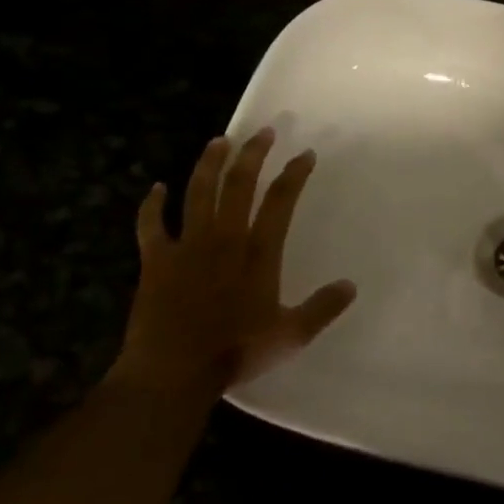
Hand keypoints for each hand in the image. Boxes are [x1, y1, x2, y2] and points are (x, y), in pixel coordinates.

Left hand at [109, 129, 355, 405]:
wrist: (172, 372)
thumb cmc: (235, 351)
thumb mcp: (290, 335)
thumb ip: (322, 308)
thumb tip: (351, 286)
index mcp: (258, 252)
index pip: (281, 201)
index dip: (294, 174)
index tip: (305, 154)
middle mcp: (224, 238)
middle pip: (239, 184)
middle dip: (253, 154)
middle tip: (263, 132)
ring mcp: (187, 246)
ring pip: (199, 192)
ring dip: (209, 164)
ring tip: (219, 141)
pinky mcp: (156, 260)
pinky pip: (152, 225)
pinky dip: (152, 205)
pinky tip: (156, 188)